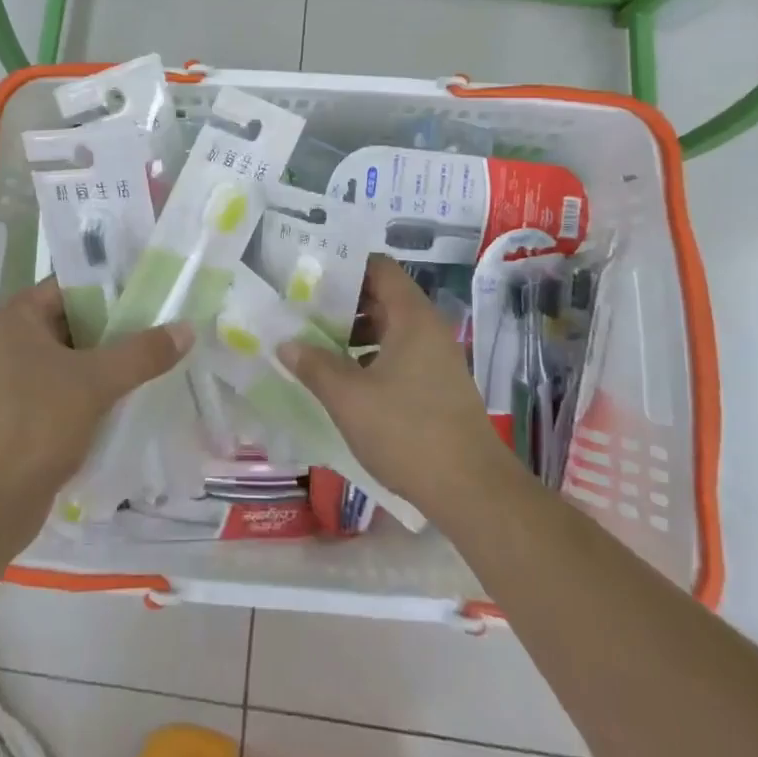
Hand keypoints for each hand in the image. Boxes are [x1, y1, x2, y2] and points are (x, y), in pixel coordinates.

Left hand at [0, 279, 190, 539]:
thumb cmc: (34, 424)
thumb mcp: (94, 381)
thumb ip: (142, 353)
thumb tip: (187, 329)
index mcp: (20, 316)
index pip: (75, 284)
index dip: (116, 286)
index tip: (158, 291)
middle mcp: (16, 340)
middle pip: (79, 321)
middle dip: (122, 327)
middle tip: (169, 326)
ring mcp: (20, 379)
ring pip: (79, 358)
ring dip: (114, 362)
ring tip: (162, 359)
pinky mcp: (28, 414)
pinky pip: (72, 389)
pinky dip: (100, 391)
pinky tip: (136, 396)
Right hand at [280, 255, 518, 526]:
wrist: (472, 491)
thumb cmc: (407, 431)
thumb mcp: (349, 397)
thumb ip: (314, 365)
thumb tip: (285, 343)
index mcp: (412, 317)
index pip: (379, 267)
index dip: (345, 266)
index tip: (310, 276)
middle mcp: (428, 328)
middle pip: (383, 296)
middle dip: (342, 302)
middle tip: (302, 311)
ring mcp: (437, 358)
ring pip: (390, 328)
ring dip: (354, 333)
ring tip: (316, 346)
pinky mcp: (438, 386)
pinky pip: (399, 354)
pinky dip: (371, 357)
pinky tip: (344, 380)